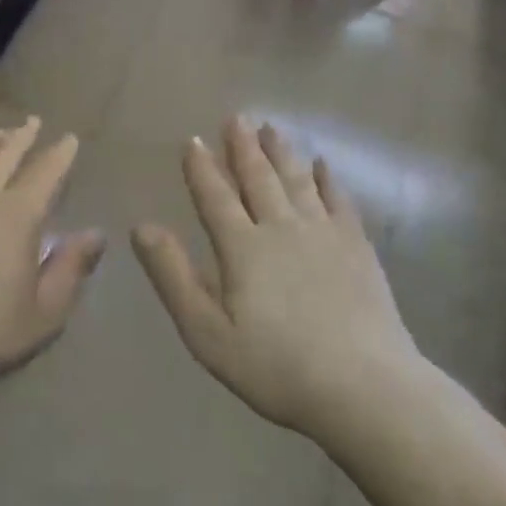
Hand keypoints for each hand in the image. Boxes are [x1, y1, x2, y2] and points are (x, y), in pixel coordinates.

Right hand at [132, 117, 424, 440]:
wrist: (364, 387)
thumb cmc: (275, 366)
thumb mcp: (207, 331)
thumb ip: (172, 276)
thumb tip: (141, 227)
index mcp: (242, 248)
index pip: (215, 197)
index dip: (202, 169)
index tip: (192, 140)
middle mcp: (282, 228)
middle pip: (259, 178)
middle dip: (244, 147)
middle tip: (237, 117)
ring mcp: (324, 234)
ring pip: (298, 181)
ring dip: (281, 153)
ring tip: (271, 128)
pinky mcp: (358, 247)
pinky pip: (339, 200)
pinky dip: (328, 179)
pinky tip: (324, 165)